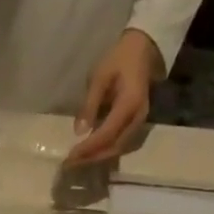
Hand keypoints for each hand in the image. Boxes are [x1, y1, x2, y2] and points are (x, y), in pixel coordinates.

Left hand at [67, 29, 160, 166]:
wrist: (143, 49)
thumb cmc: (119, 59)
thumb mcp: (100, 77)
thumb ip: (89, 105)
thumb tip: (78, 132)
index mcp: (129, 104)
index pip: (107, 134)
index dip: (88, 148)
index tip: (70, 156)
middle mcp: (137, 118)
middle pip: (113, 147)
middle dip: (91, 158)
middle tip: (70, 163)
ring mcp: (139, 123)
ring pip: (117, 149)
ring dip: (97, 158)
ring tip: (77, 161)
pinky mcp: (136, 125)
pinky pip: (120, 144)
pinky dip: (104, 151)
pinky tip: (90, 153)